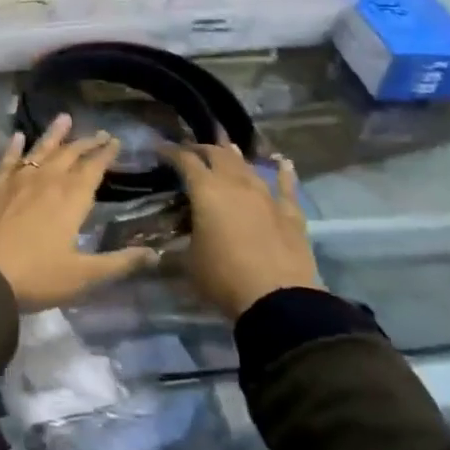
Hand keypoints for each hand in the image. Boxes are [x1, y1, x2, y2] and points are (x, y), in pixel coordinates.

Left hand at [0, 115, 157, 310]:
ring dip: (54, 134)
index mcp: (71, 200)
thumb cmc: (34, 276)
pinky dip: (14, 147)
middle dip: (85, 142)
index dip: (105, 154)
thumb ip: (118, 263)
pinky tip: (18, 136)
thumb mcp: (82, 276)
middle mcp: (45, 181)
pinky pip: (6, 160)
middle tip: (98, 132)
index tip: (115, 140)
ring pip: (39, 150)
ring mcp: (16, 181)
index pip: (93, 169)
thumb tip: (154, 253)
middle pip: (69, 155)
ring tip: (64, 117)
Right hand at [163, 141, 318, 319]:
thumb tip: (173, 238)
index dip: (170, 151)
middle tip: (190, 150)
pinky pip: (286, 187)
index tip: (159, 148)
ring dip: (234, 156)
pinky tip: (284, 162)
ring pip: (247, 166)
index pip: (185, 160)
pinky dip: (284, 173)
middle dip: (201, 149)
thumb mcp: (189, 260)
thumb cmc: (224, 278)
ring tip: (226, 148)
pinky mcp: (290, 214)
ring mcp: (266, 196)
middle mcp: (235, 184)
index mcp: (206, 191)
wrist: (278, 301)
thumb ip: (183, 239)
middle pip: (217, 155)